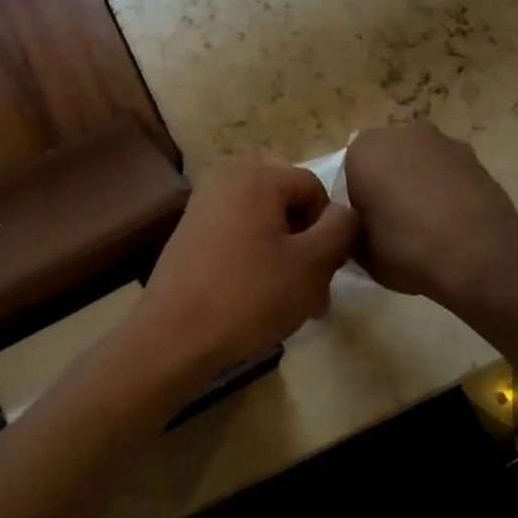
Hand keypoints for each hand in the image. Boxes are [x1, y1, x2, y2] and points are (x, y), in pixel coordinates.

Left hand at [134, 162, 359, 384]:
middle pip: (287, 209)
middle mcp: (224, 184)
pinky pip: (236, 244)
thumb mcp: (312, 264)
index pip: (314, 189)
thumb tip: (343, 213)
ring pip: (263, 231)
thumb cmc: (250, 296)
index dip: (330, 228)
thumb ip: (340, 229)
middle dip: (307, 249)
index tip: (326, 270)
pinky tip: (255, 306)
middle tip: (313, 294)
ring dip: (284, 264)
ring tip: (288, 308)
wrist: (173, 338)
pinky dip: (253, 268)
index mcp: (255, 179)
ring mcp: (200, 212)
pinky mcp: (187, 241)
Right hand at [342, 121, 517, 307]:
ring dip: (416, 182)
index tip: (363, 224)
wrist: (481, 254)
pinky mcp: (472, 155)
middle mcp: (399, 133)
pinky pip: (446, 170)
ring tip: (426, 222)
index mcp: (362, 151)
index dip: (354, 199)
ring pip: (417, 161)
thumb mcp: (361, 252)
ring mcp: (441, 141)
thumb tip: (356, 229)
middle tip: (391, 221)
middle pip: (384, 158)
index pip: (346, 172)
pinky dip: (445, 188)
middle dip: (385, 182)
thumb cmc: (407, 249)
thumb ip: (351, 231)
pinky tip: (452, 219)